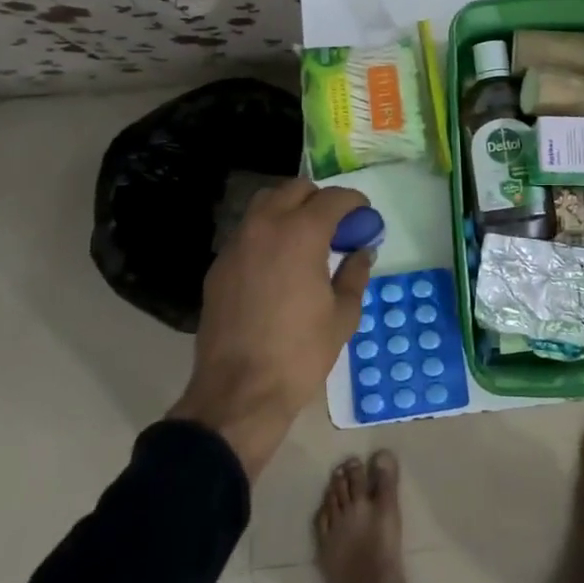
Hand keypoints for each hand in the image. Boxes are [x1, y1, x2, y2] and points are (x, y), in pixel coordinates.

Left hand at [168, 178, 374, 477]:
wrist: (239, 392)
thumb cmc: (300, 353)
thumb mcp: (343, 315)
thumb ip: (355, 273)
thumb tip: (362, 251)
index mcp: (301, 233)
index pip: (333, 198)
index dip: (355, 203)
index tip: (365, 217)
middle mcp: (265, 226)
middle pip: (295, 189)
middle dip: (320, 200)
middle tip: (336, 227)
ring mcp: (236, 244)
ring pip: (265, 204)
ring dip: (289, 209)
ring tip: (305, 239)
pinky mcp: (218, 266)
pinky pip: (247, 233)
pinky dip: (267, 233)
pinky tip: (278, 265)